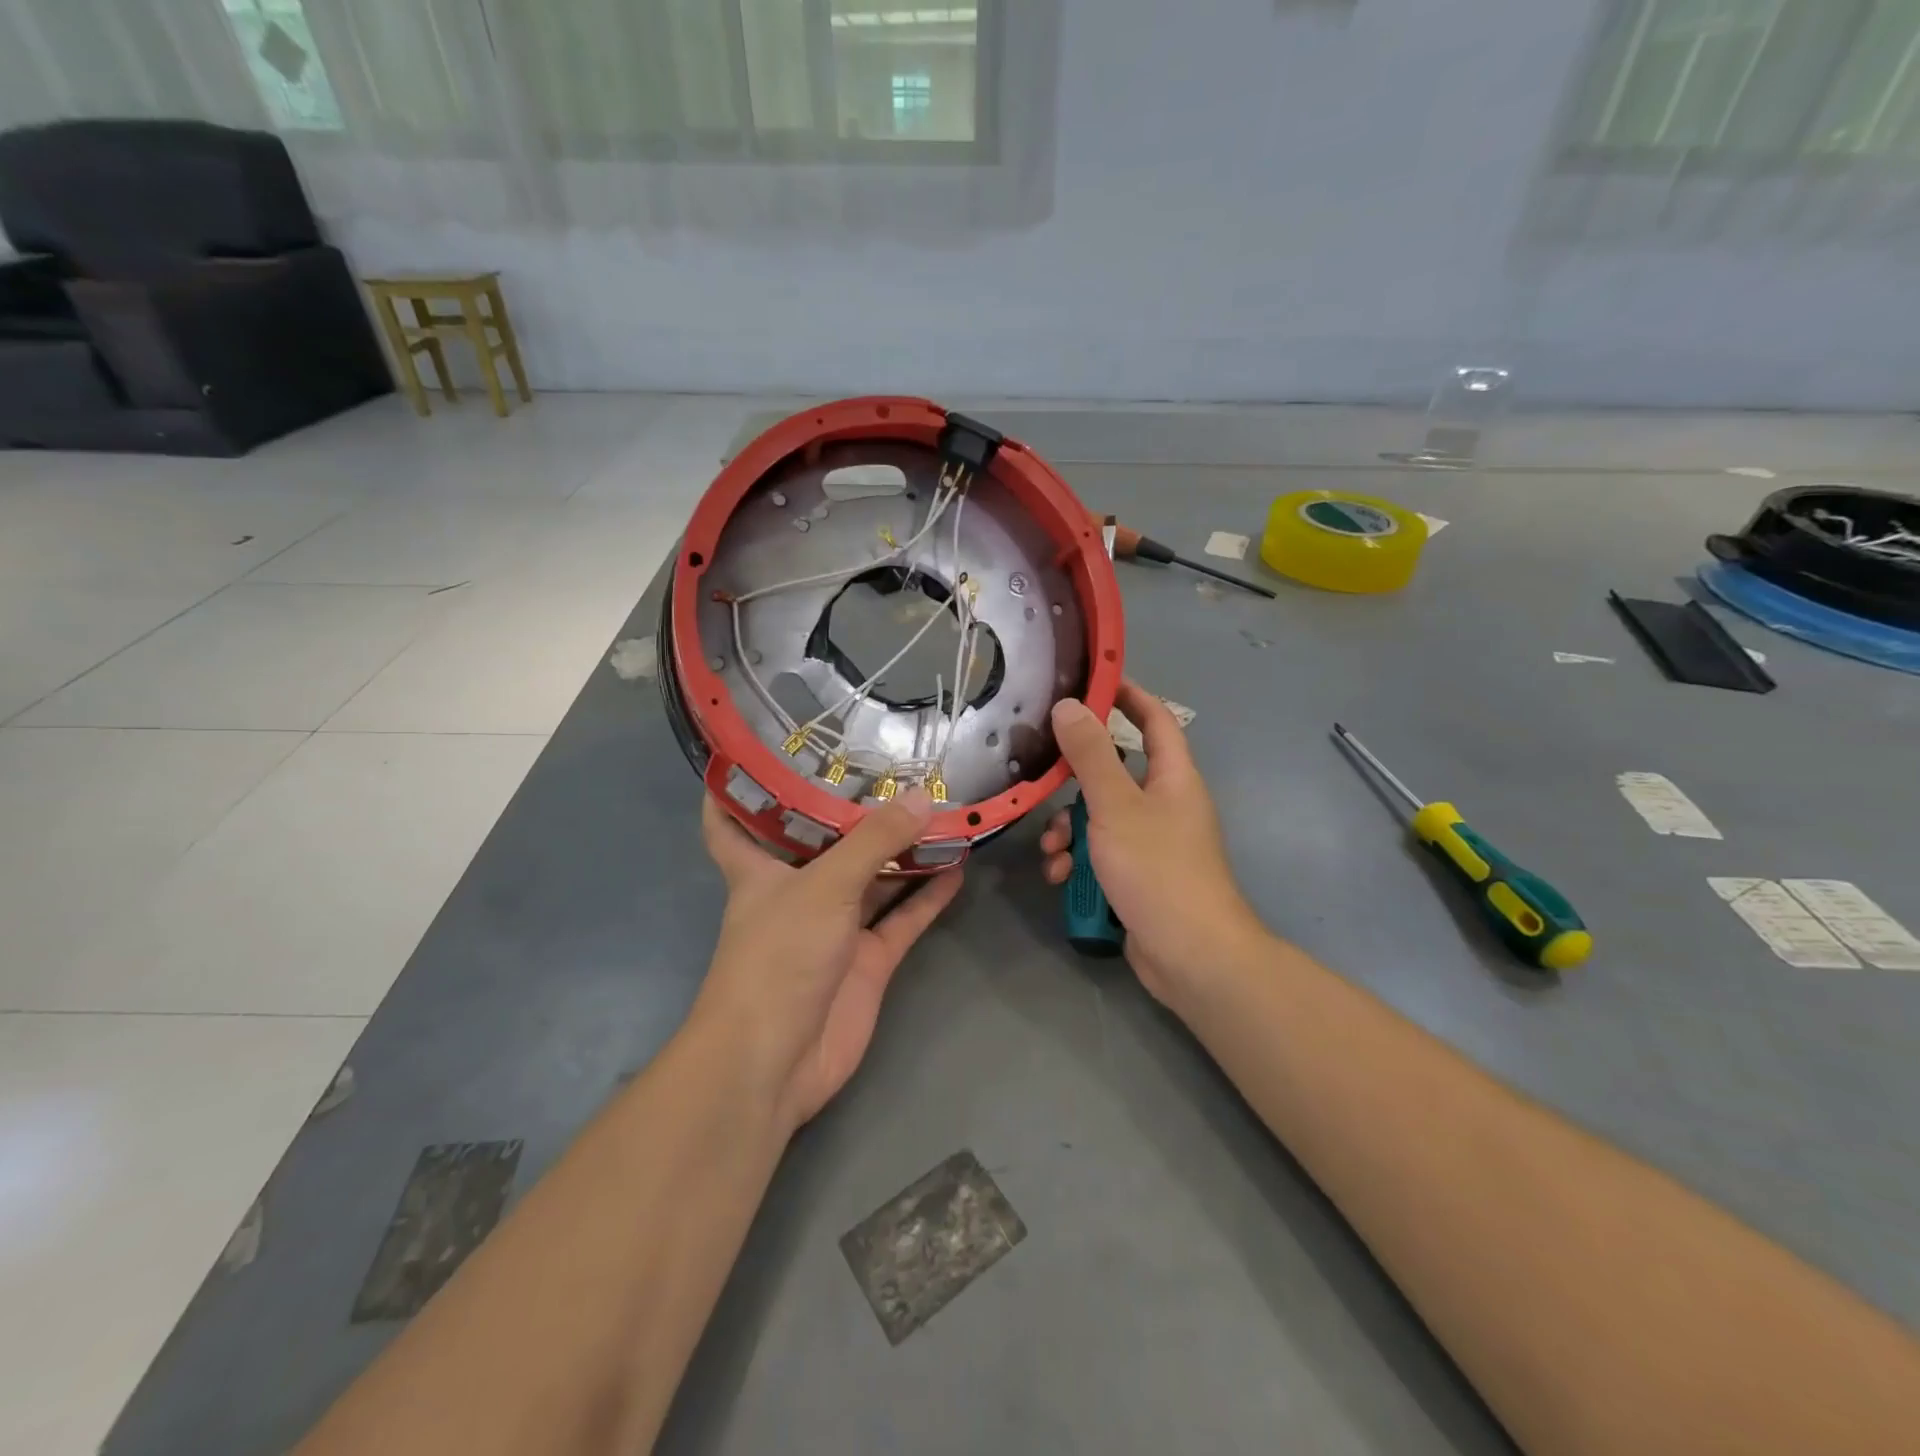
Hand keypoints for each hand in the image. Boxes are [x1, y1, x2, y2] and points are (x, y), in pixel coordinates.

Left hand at [696, 788, 962, 1131]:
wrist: (777, 1061)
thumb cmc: (779, 957)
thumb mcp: (825, 886)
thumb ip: (874, 841)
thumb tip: (922, 796)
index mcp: (761, 869)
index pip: (731, 821)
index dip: (737, 788)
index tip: (760, 751)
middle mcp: (797, 892)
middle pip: (824, 844)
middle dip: (853, 812)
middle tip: (893, 767)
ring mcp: (835, 928)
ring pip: (873, 879)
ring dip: (903, 851)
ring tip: (941, 810)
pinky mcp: (867, 962)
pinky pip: (903, 919)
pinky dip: (927, 896)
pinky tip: (958, 867)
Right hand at [1040, 681, 1267, 1006]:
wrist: (1190, 956)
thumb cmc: (1158, 870)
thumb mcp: (1116, 806)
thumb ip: (1091, 755)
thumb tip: (1069, 705)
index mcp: (1173, 777)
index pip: (1155, 719)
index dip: (1128, 695)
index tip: (1090, 681)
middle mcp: (1165, 804)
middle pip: (1115, 772)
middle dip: (1075, 781)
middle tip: (1044, 778)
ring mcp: (1152, 843)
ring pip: (1100, 817)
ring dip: (1069, 830)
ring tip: (1054, 850)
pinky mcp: (1136, 876)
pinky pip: (1101, 854)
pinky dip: (1079, 861)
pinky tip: (1062, 877)